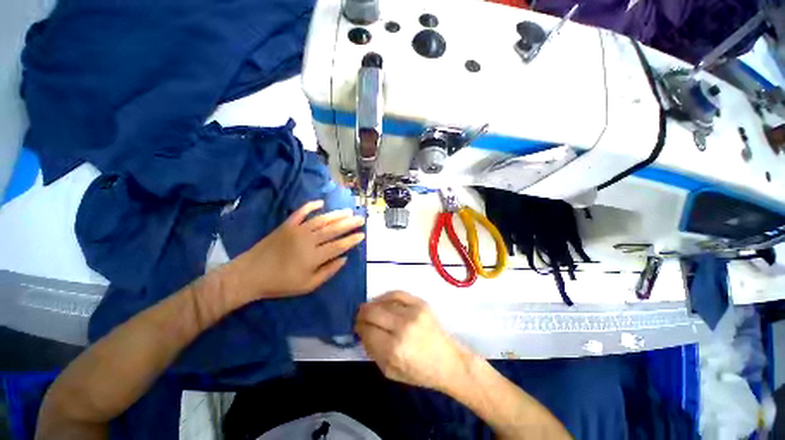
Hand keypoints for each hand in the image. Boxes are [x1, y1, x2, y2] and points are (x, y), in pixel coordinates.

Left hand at [228, 200, 364, 303]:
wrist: (249, 275)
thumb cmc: (280, 283)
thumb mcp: (308, 285)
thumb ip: (328, 271)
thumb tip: (344, 259)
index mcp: (314, 256)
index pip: (339, 245)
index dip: (352, 239)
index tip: (362, 234)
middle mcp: (308, 240)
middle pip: (334, 229)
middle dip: (349, 223)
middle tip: (361, 219)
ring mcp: (297, 230)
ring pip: (321, 219)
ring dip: (336, 214)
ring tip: (348, 211)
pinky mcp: (286, 225)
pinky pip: (300, 212)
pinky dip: (311, 206)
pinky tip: (321, 202)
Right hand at [355, 291, 471, 392]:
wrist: (447, 360)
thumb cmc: (418, 371)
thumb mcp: (390, 371)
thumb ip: (372, 350)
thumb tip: (362, 330)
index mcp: (394, 350)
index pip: (367, 331)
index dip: (359, 327)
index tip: (357, 327)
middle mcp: (403, 328)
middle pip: (372, 312)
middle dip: (362, 314)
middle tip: (360, 316)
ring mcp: (413, 312)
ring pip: (383, 302)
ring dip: (372, 305)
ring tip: (370, 309)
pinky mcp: (421, 303)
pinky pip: (397, 293)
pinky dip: (385, 296)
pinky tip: (381, 301)